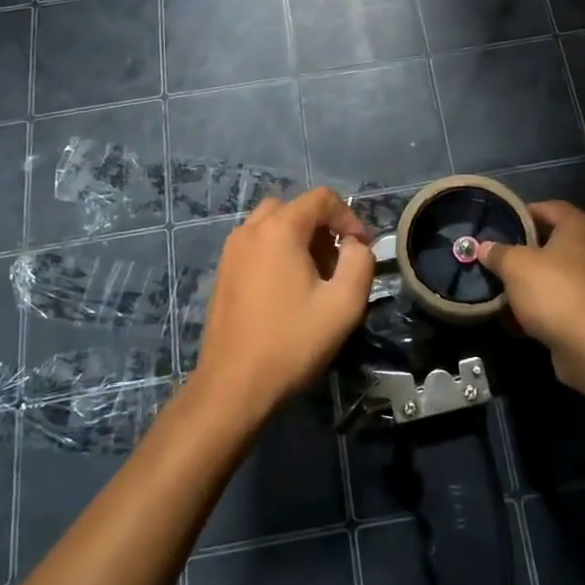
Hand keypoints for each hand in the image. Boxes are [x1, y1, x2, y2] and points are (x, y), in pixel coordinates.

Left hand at [193, 187, 374, 416]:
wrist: (233, 387)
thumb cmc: (292, 342)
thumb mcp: (344, 304)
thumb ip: (360, 262)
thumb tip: (355, 245)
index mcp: (278, 229)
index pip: (321, 198)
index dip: (348, 217)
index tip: (362, 248)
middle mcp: (250, 230)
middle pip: (294, 208)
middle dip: (321, 226)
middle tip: (337, 261)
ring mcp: (231, 251)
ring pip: (272, 225)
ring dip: (298, 238)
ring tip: (314, 276)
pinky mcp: (223, 273)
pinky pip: (256, 245)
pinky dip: (276, 252)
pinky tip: (287, 291)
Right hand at [477, 201, 584, 386]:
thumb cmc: (554, 291)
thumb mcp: (515, 266)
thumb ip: (498, 253)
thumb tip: (484, 247)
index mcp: (581, 229)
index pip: (551, 208)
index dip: (525, 212)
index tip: (502, 224)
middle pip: (554, 243)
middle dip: (525, 252)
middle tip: (498, 258)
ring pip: (558, 276)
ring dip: (532, 284)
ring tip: (503, 291)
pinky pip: (563, 303)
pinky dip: (542, 309)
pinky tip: (517, 322)